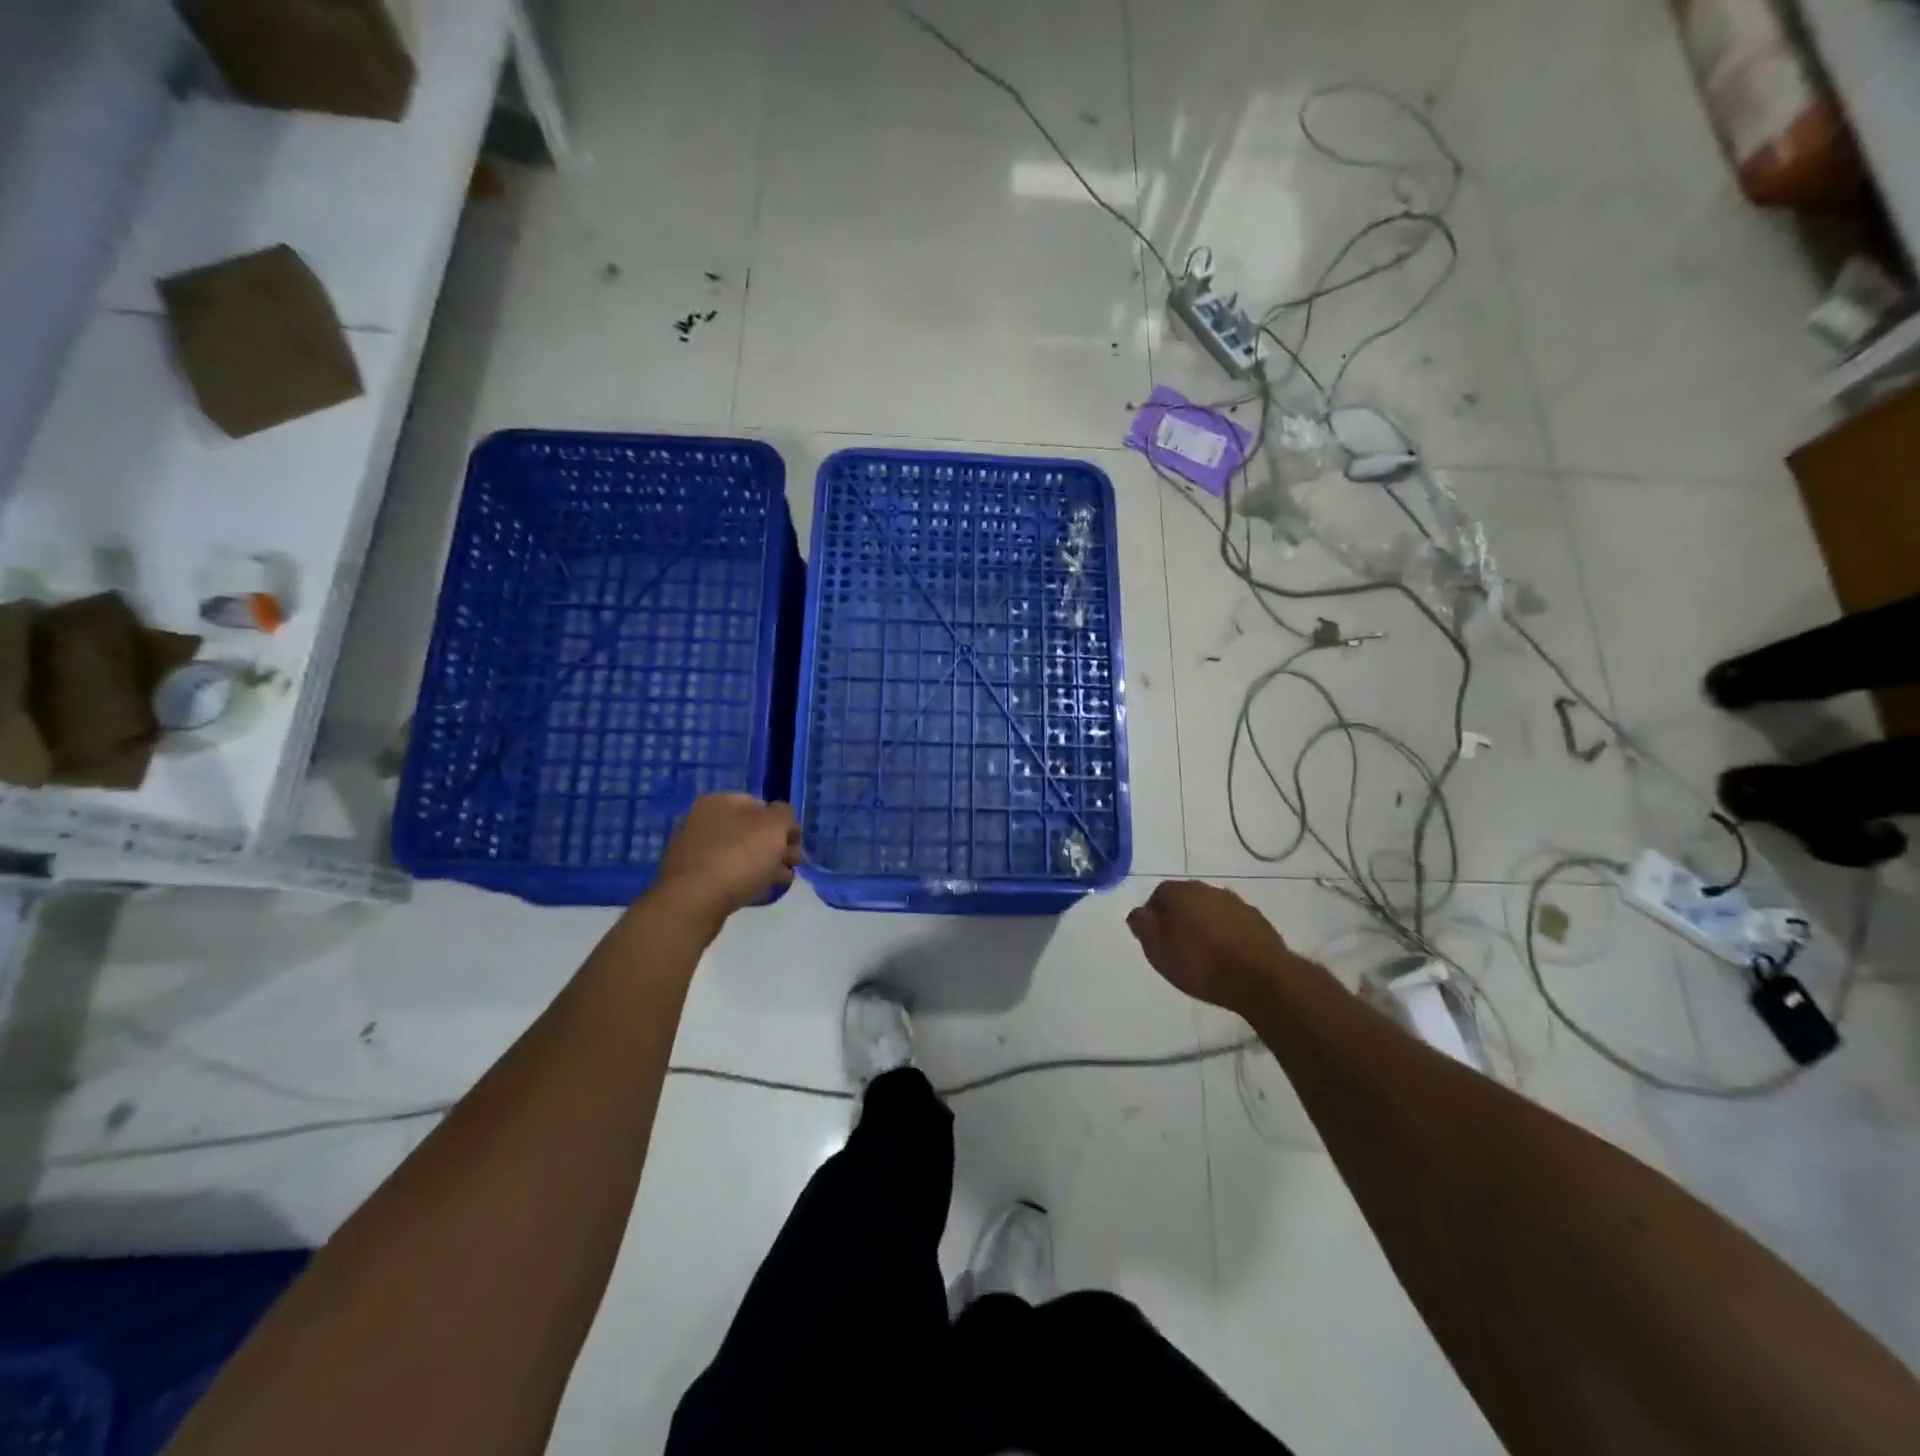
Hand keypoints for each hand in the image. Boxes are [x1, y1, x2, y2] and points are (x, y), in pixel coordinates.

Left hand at [651, 794, 802, 924]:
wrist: (695, 902)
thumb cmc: (739, 856)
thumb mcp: (774, 826)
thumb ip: (785, 814)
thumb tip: (781, 818)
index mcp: (719, 802)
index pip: (760, 805)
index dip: (784, 823)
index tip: (797, 844)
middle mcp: (702, 821)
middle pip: (751, 831)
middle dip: (776, 847)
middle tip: (794, 864)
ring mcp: (694, 851)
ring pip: (740, 854)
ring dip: (764, 865)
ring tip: (782, 882)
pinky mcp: (692, 880)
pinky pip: (727, 874)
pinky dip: (745, 880)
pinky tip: (759, 892)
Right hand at [1126, 880, 1298, 1014]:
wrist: (1260, 978)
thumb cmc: (1200, 963)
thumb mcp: (1157, 949)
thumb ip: (1142, 926)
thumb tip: (1138, 913)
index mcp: (1178, 892)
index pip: (1157, 897)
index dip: (1155, 919)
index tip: (1158, 941)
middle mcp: (1205, 888)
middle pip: (1185, 900)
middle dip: (1180, 919)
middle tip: (1179, 948)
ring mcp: (1234, 902)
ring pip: (1210, 910)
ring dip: (1205, 925)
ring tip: (1206, 955)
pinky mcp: (1256, 919)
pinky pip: (1232, 923)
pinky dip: (1227, 934)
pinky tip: (1228, 956)